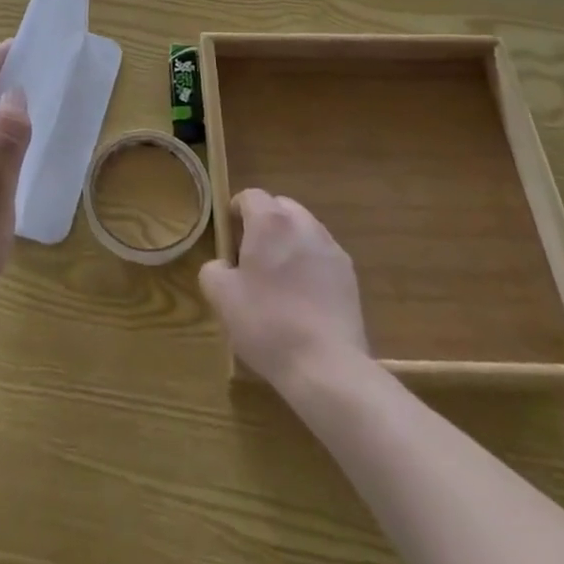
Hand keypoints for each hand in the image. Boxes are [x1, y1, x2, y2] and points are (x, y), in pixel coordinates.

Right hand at [200, 190, 367, 386]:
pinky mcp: (350, 275)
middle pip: (280, 207)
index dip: (235, 211)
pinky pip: (322, 256)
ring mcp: (331, 248)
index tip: (229, 238)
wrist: (327, 367)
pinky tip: (304, 298)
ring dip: (289, 242)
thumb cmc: (267, 324)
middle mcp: (303, 224)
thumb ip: (213, 270)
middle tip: (252, 257)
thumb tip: (223, 266)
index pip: (250, 196)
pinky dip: (310, 265)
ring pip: (304, 230)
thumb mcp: (222, 297)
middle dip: (264, 224)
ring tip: (280, 279)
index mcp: (270, 221)